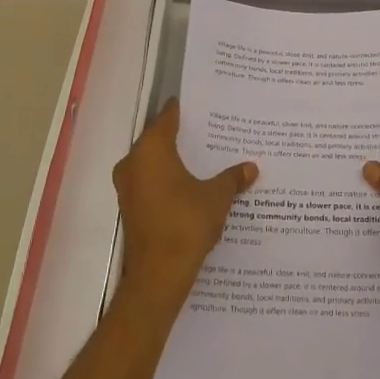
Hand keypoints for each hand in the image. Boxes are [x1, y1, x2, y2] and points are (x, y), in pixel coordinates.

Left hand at [112, 100, 256, 312]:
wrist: (158, 274)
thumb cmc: (186, 223)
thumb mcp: (217, 197)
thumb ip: (232, 179)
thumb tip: (251, 168)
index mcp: (152, 150)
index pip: (166, 118)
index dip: (183, 110)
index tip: (200, 104)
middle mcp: (133, 162)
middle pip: (157, 139)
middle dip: (181, 136)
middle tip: (208, 130)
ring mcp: (128, 187)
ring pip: (152, 162)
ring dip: (173, 160)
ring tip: (203, 158)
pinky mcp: (131, 208)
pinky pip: (150, 182)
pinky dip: (167, 180)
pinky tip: (190, 185)